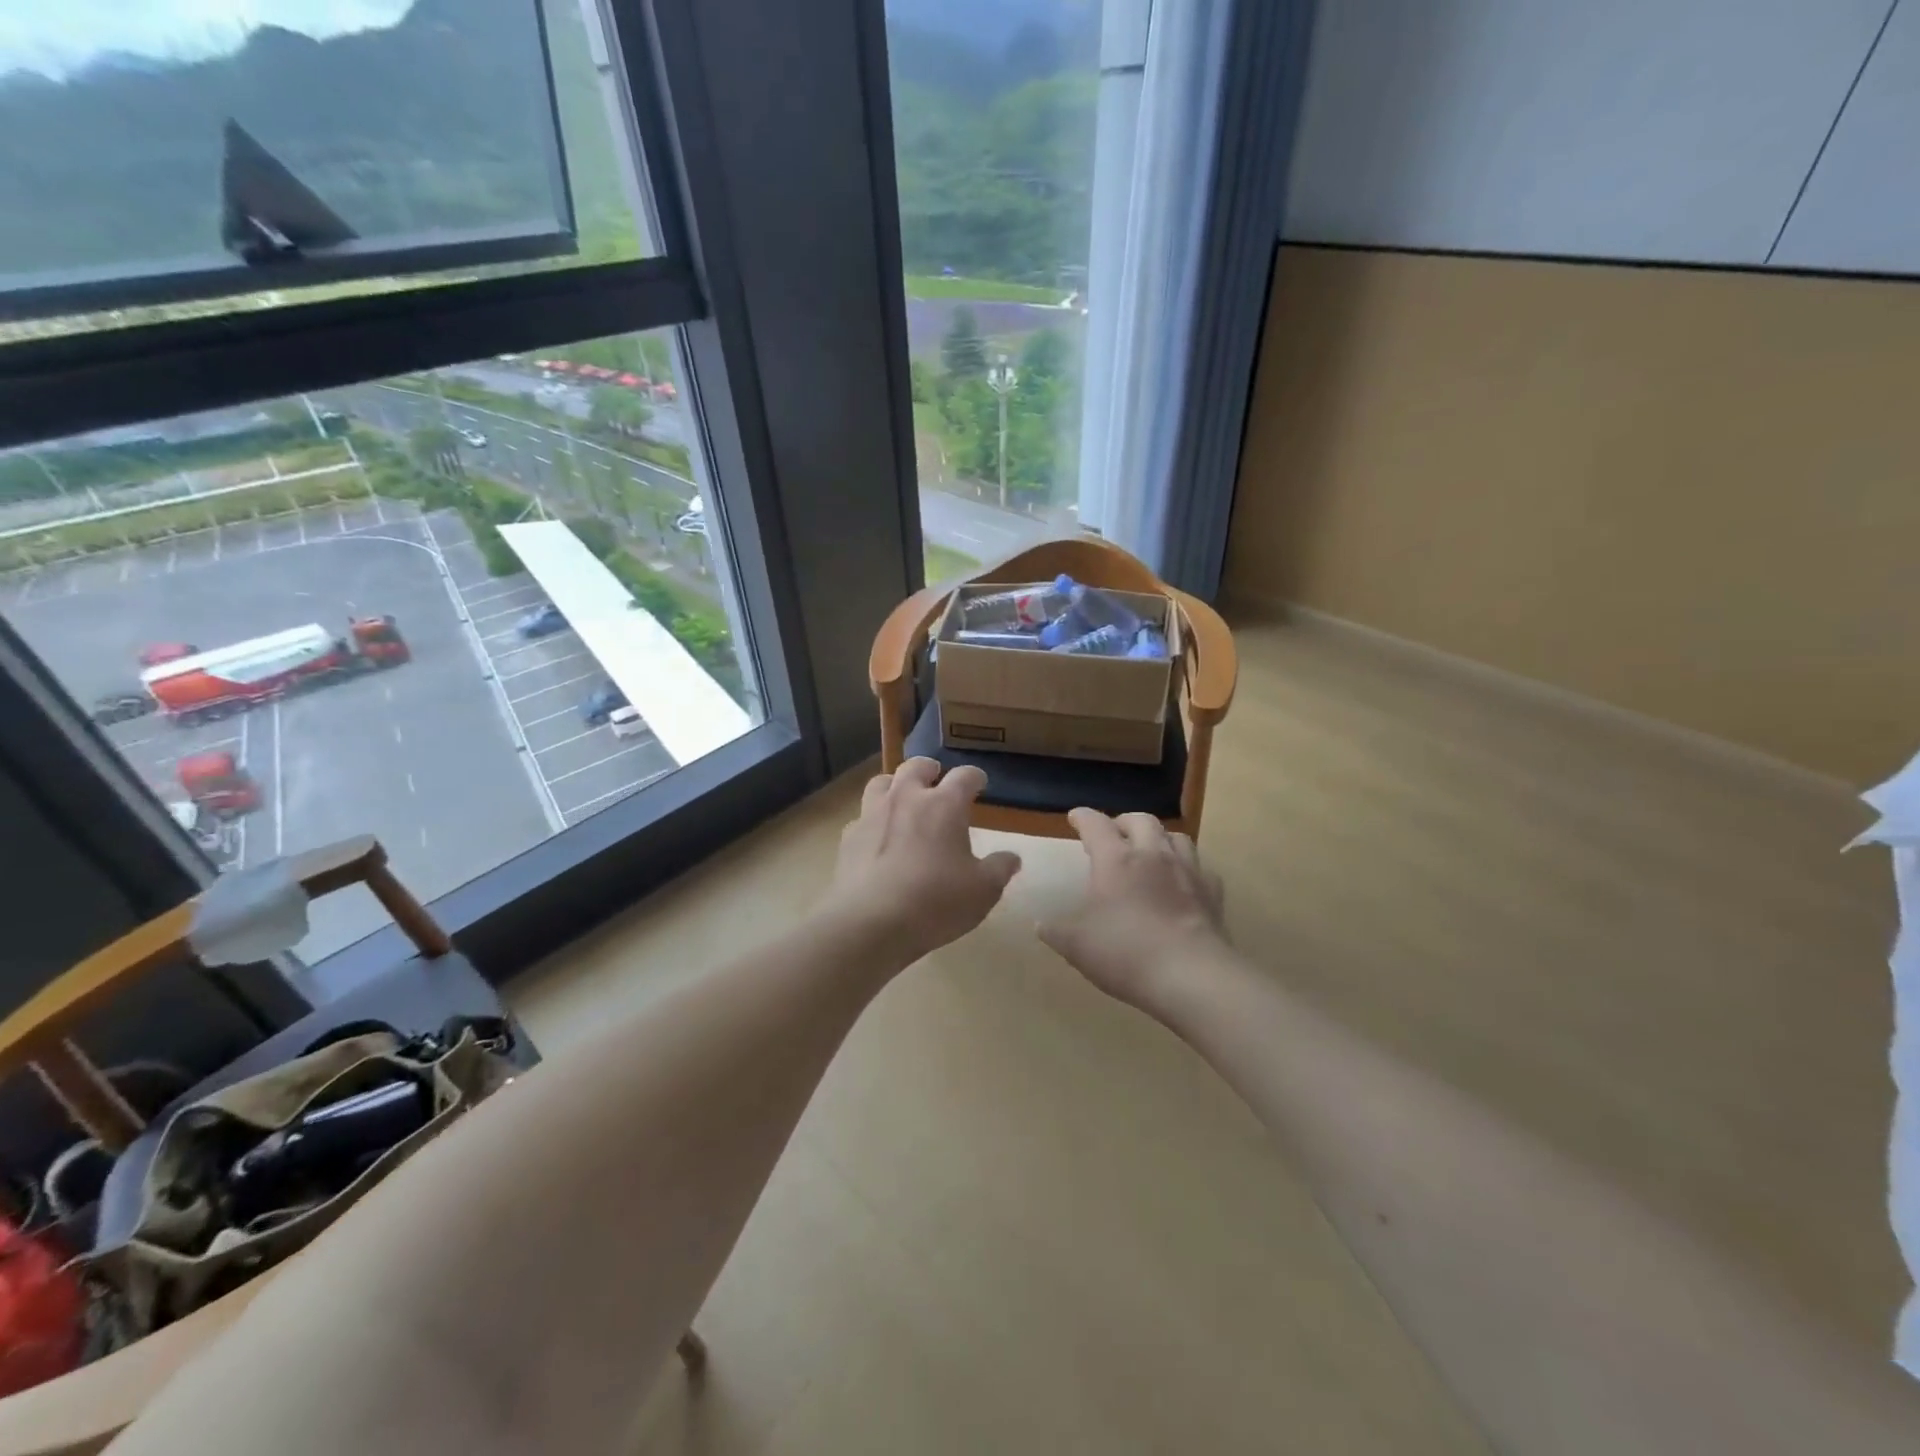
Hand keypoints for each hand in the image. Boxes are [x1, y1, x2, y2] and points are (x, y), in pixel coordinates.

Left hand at [818, 758, 1021, 965]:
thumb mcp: (982, 891)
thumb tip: (1012, 857)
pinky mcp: (848, 837)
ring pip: (881, 783)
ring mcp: (872, 815)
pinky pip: (861, 817)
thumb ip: (1000, 869)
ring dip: (895, 785)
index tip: (980, 783)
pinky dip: (873, 821)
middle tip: (936, 778)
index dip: (975, 777)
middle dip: (929, 769)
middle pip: (916, 766)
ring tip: (902, 798)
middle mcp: (906, 798)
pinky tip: (877, 838)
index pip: (964, 776)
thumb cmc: (936, 902)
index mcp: (944, 805)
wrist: (870, 923)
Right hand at [1040, 809, 1227, 1016]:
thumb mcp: (1077, 946)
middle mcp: (1153, 855)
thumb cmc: (1125, 953)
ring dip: (1159, 838)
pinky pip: (1201, 868)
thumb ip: (1056, 932)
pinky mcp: (1212, 893)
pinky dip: (1188, 868)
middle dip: (1124, 822)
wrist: (1191, 976)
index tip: (1075, 818)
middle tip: (1114, 834)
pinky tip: (1182, 882)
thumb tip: (1041, 925)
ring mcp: (1187, 871)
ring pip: (1176, 836)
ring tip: (1150, 851)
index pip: (1096, 825)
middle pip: (1140, 820)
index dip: (1083, 817)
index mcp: (1116, 860)